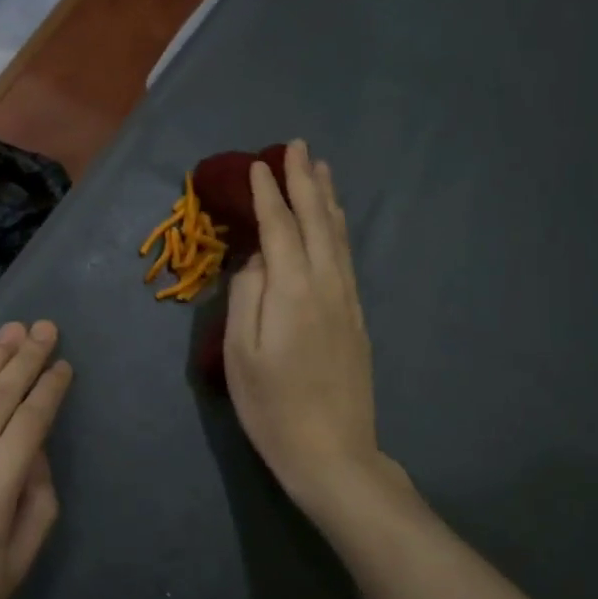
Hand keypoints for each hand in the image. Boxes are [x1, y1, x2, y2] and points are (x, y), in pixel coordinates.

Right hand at [224, 140, 395, 526]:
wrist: (332, 452)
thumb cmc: (272, 406)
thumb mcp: (240, 353)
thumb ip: (245, 295)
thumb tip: (255, 258)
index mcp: (292, 290)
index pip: (278, 227)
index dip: (267, 193)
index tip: (257, 164)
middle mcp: (325, 284)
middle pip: (316, 221)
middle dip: (304, 181)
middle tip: (297, 146)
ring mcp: (347, 300)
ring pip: (337, 235)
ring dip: (327, 198)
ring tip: (320, 169)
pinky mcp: (357, 317)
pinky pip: (346, 256)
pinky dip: (338, 228)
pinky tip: (335, 221)